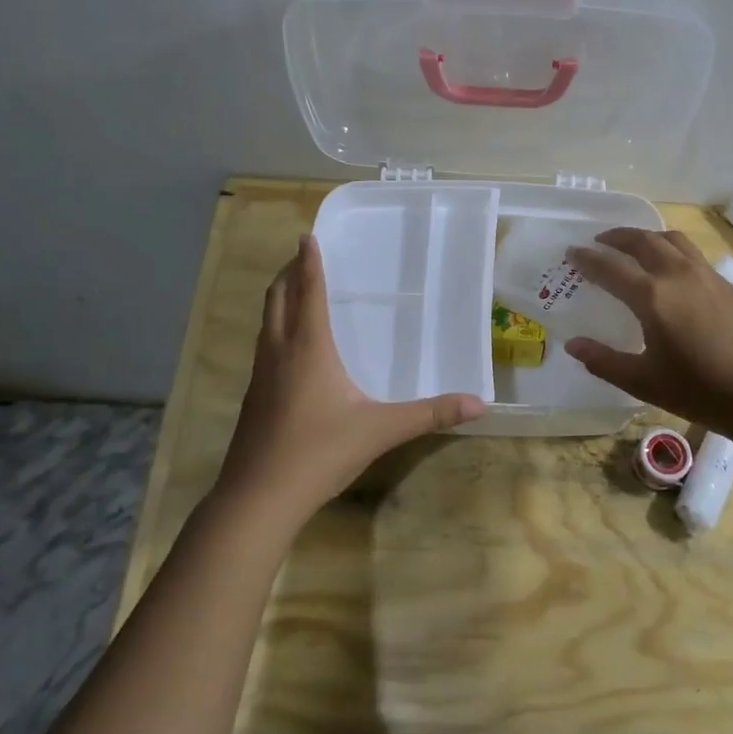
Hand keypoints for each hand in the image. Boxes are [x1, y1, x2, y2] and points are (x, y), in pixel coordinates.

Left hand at [218, 234, 485, 520]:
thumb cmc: (319, 452)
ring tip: (294, 291)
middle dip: (287, 273)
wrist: (258, 497)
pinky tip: (290, 349)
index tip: (307, 236)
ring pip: (266, 322)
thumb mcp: (380, 431)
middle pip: (277, 299)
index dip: (309, 262)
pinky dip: (275, 329)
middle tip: (302, 257)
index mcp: (309, 348)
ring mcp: (260, 375)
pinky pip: (264, 346)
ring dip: (278, 299)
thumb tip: (479, 403)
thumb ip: (430, 414)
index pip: (308, 292)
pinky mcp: (253, 397)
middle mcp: (280, 352)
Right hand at [563, 228, 732, 442]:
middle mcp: (678, 275)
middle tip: (600, 241)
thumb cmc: (702, 392)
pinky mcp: (728, 285)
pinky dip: (671, 249)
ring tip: (635, 246)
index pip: (611, 268)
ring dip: (647, 237)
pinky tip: (672, 270)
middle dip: (617, 237)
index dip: (588, 259)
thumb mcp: (645, 382)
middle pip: (643, 241)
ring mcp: (707, 276)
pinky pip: (692, 254)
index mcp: (653, 297)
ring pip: (672, 240)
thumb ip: (605, 362)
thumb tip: (573, 344)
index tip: (572, 252)